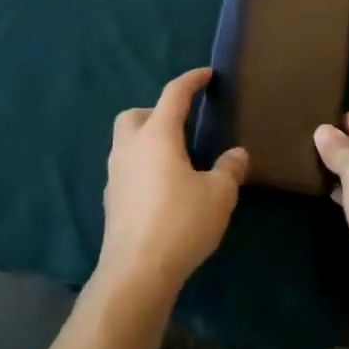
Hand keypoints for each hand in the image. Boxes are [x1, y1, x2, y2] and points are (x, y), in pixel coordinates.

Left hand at [96, 68, 247, 300]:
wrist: (136, 273)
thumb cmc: (180, 223)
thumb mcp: (218, 195)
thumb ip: (229, 169)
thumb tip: (237, 154)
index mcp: (157, 135)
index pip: (173, 94)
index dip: (191, 80)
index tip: (206, 75)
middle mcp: (130, 147)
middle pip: (135, 114)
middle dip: (156, 112)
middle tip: (182, 126)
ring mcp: (115, 175)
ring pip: (126, 142)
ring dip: (147, 141)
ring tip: (175, 159)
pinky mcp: (111, 201)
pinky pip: (126, 169)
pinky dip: (142, 168)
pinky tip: (162, 189)